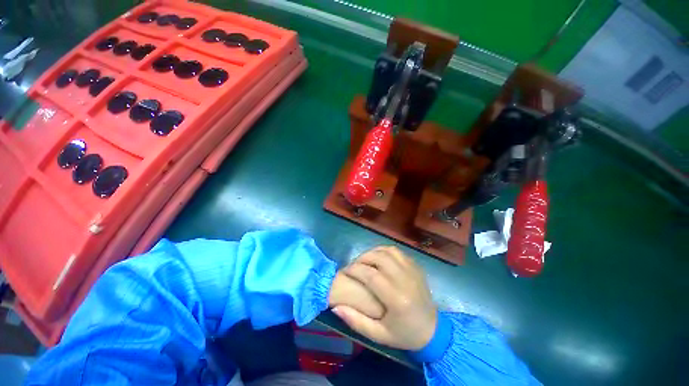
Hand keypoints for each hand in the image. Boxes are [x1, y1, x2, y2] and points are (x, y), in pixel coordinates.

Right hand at [334, 246, 436, 350]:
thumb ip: (356, 321)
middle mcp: (406, 280)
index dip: (354, 269)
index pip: (371, 275)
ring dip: (373, 252)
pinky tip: (379, 259)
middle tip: (354, 265)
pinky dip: (384, 251)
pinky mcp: (416, 266)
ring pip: (388, 251)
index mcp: (397, 299)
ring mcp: (413, 270)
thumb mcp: (378, 335)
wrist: (432, 330)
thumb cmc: (404, 334)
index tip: (344, 271)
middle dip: (362, 258)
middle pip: (379, 258)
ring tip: (365, 260)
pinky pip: (397, 251)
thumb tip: (335, 307)